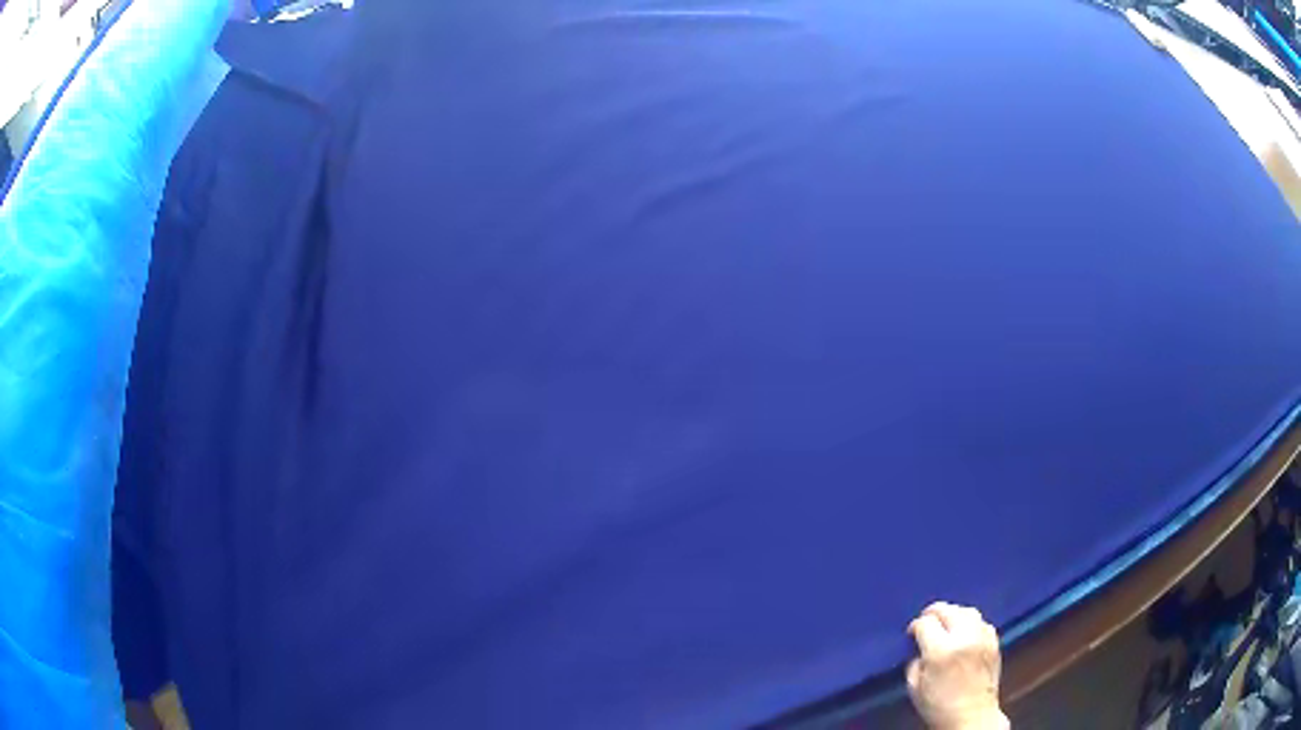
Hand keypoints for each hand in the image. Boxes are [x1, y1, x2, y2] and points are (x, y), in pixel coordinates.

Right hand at [906, 602, 1007, 729]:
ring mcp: (983, 638)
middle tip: (926, 623)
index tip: (911, 635)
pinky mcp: (994, 642)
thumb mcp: (914, 687)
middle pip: (947, 610)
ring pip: (967, 611)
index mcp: (941, 651)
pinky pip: (982, 622)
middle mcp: (964, 637)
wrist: (971, 717)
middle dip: (933, 614)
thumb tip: (919, 649)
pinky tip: (965, 634)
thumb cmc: (939, 707)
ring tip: (946, 625)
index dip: (915, 627)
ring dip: (954, 615)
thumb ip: (914, 663)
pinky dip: (971, 623)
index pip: (925, 623)